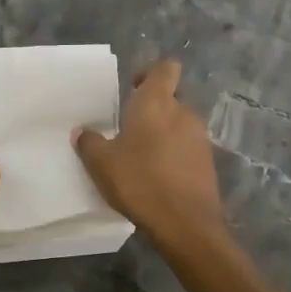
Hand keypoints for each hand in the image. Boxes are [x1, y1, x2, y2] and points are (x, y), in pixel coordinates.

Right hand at [74, 59, 226, 247]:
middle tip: (130, 126)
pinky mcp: (208, 162)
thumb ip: (89, 143)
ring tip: (142, 154)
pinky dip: (174, 153)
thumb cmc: (140, 181)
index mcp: (157, 102)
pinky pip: (188, 146)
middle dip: (154, 107)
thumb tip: (82, 131)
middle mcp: (183, 112)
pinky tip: (158, 174)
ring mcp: (200, 137)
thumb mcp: (101, 163)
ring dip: (164, 131)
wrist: (185, 224)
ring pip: (180, 123)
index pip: (165, 67)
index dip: (151, 72)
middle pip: (172, 96)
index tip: (133, 86)